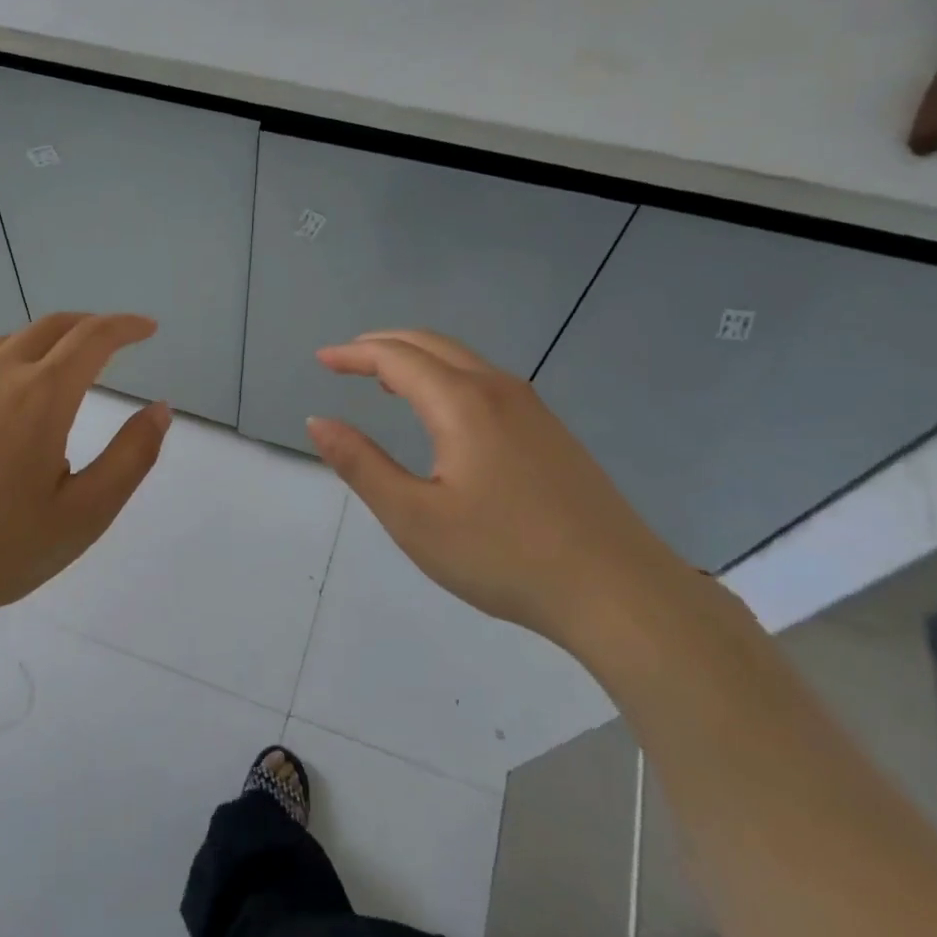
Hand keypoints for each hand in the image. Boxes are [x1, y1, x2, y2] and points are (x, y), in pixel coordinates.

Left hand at [0, 313, 170, 633]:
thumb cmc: (2, 550)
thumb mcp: (86, 513)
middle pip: (51, 327)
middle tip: (113, 342)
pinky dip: (6, 361)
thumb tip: (160, 408)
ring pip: (9, 341)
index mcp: (40, 396)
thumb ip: (132, 456)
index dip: (125, 326)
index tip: (147, 328)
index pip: (92, 338)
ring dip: (46, 343)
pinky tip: (6, 397)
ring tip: (63, 371)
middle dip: (89, 326)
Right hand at [306, 330, 685, 646]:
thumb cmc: (504, 555)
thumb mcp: (415, 517)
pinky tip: (443, 411)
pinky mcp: (552, 433)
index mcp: (462, 403)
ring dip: (418, 359)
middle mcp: (499, 390)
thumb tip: (318, 422)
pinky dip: (448, 377)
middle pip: (432, 345)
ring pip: (464, 361)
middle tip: (346, 359)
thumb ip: (361, 465)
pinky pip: (486, 383)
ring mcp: (533, 410)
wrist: (618, 591)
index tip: (321, 359)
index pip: (396, 358)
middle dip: (384, 345)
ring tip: (384, 380)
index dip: (354, 354)